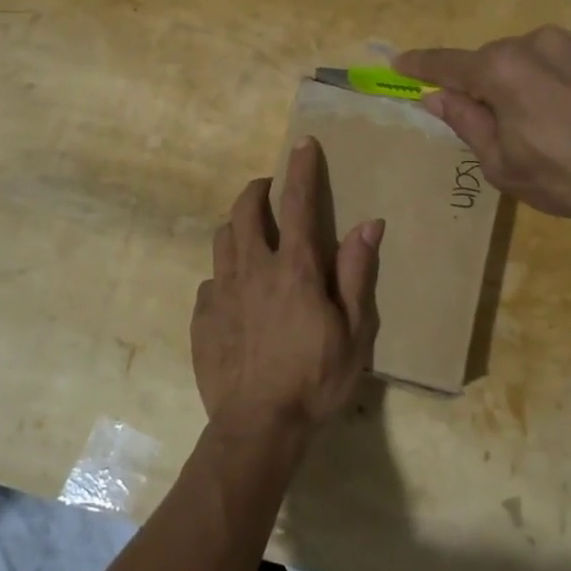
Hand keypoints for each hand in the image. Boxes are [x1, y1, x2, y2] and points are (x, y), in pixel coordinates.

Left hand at [191, 138, 381, 445]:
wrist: (258, 426)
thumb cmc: (315, 380)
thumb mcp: (354, 332)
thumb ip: (357, 274)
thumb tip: (369, 224)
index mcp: (294, 269)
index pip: (299, 203)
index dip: (301, 169)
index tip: (302, 144)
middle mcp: (253, 268)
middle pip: (246, 210)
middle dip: (257, 189)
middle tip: (269, 189)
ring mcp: (221, 291)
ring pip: (222, 238)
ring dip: (237, 225)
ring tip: (251, 233)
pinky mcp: (202, 316)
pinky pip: (210, 280)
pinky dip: (224, 274)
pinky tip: (234, 293)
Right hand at [396, 26, 570, 233]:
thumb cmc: (568, 174)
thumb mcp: (503, 163)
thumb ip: (465, 122)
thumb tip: (434, 97)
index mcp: (501, 69)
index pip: (446, 63)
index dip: (419, 66)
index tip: (397, 64)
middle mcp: (533, 42)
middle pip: (487, 61)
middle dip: (477, 86)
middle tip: (482, 126)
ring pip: (523, 60)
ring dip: (514, 85)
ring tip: (533, 128)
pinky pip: (554, 63)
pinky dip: (544, 82)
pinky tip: (563, 117)